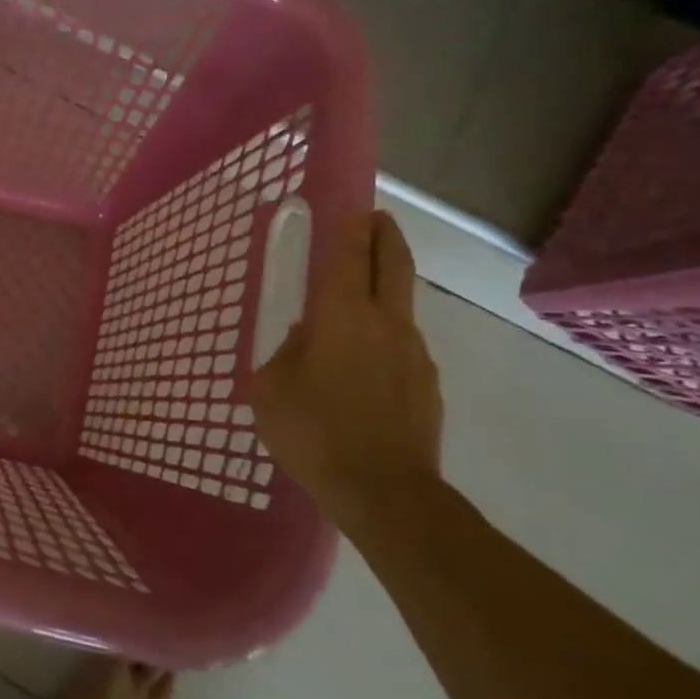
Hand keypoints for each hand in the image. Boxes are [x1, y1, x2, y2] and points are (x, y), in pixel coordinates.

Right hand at [249, 210, 443, 531]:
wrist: (386, 494)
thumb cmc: (314, 433)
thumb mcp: (271, 389)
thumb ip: (285, 353)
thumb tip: (306, 339)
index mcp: (341, 317)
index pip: (348, 256)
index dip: (350, 226)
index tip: (352, 204)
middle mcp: (385, 323)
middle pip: (392, 264)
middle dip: (384, 235)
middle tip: (375, 218)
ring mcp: (414, 353)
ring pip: (399, 305)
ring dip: (383, 289)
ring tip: (355, 302)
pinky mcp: (427, 384)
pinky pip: (402, 345)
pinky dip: (384, 336)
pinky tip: (363, 365)